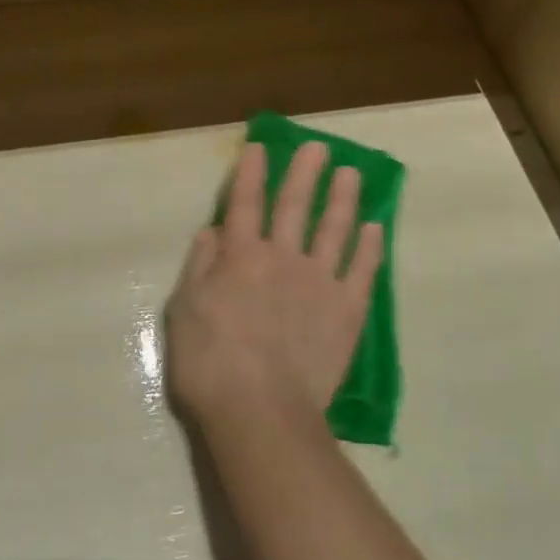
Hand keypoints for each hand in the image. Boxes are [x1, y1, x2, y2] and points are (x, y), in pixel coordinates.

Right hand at [165, 140, 383, 431]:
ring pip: (334, 229)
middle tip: (318, 146)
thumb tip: (214, 230)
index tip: (260, 146)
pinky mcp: (347, 310)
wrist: (261, 414)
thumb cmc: (210, 365)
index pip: (246, 202)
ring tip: (351, 173)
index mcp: (241, 256)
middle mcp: (283, 257)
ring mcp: (320, 281)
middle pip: (295, 205)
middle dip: (305, 172)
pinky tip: (375, 228)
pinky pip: (362, 270)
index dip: (251, 172)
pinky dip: (370, 247)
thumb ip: (199, 266)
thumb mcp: (184, 311)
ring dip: (343, 198)